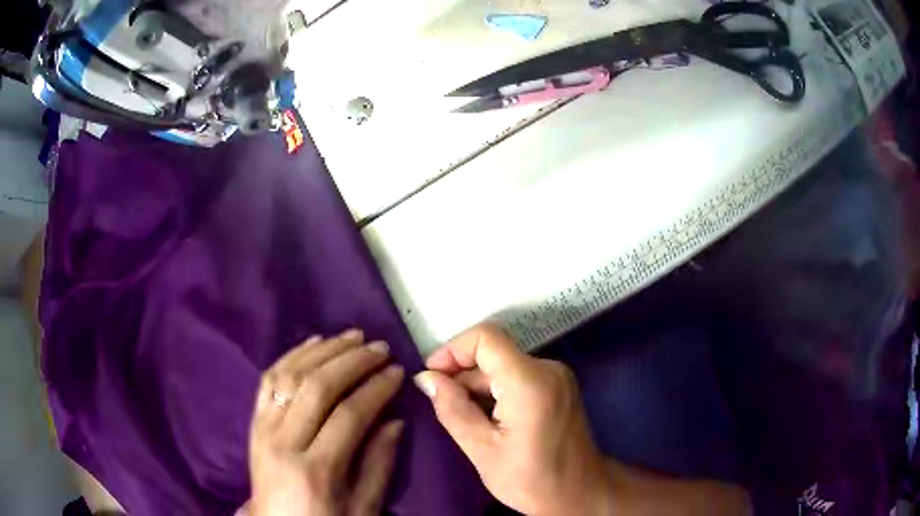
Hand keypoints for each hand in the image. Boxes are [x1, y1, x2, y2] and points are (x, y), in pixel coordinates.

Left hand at [248, 329, 404, 515]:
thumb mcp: (362, 508)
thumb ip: (378, 465)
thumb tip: (395, 420)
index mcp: (315, 471)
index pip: (349, 415)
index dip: (377, 388)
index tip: (397, 372)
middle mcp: (283, 443)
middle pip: (318, 387)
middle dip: (353, 361)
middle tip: (380, 347)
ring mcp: (263, 429)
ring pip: (291, 375)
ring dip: (324, 351)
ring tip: (352, 337)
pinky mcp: (253, 423)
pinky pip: (269, 379)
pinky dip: (292, 355)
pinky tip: (313, 342)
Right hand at [413, 325, 611, 515]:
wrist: (580, 493)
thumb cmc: (532, 479)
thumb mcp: (482, 450)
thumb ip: (452, 409)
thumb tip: (426, 379)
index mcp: (530, 381)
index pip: (485, 338)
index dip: (453, 350)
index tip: (432, 377)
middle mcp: (548, 369)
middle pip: (493, 355)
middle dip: (462, 376)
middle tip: (442, 407)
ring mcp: (557, 377)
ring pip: (504, 367)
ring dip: (477, 388)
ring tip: (465, 420)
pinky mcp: (559, 387)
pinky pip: (518, 377)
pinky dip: (496, 392)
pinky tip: (486, 420)